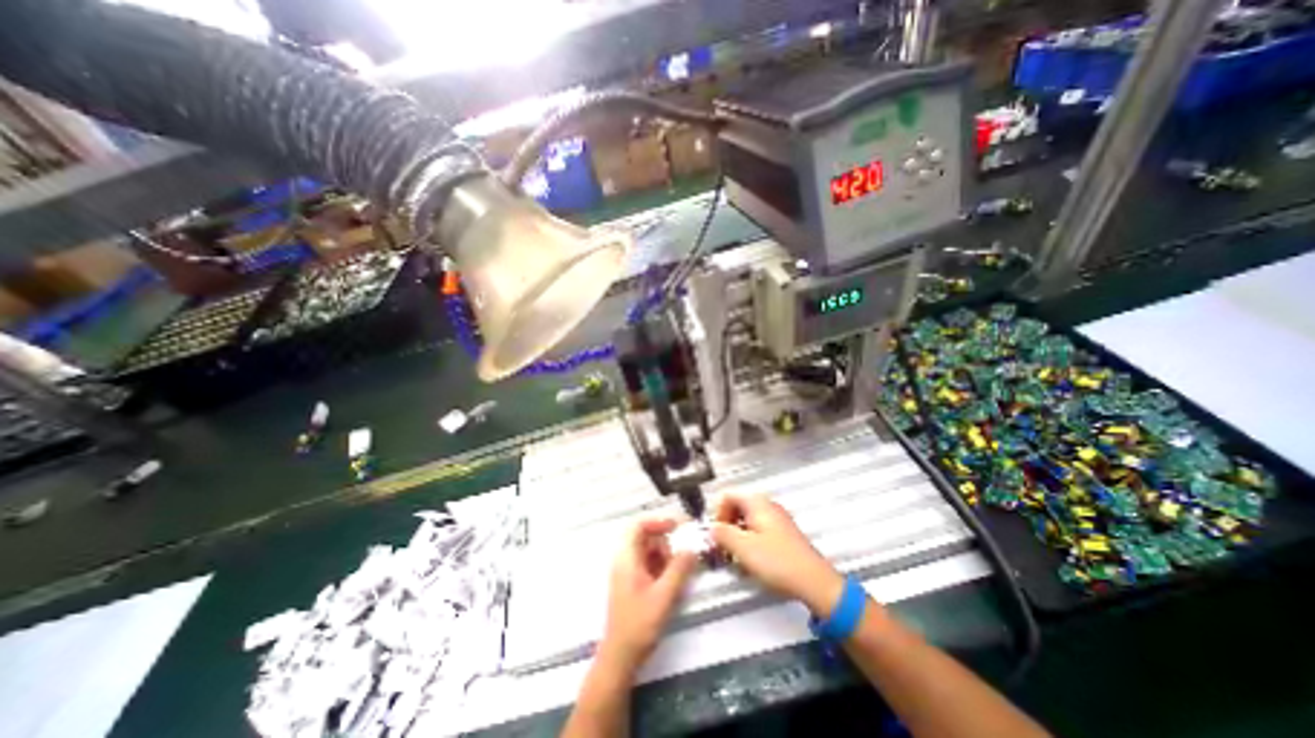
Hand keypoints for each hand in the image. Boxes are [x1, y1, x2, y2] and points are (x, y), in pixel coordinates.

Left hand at [597, 517, 697, 670]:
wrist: (620, 657)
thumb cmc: (639, 624)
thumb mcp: (664, 595)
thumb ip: (679, 569)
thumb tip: (692, 548)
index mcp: (626, 558)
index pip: (638, 526)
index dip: (658, 522)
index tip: (677, 527)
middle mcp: (624, 560)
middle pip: (644, 538)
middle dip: (665, 542)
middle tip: (682, 553)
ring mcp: (627, 573)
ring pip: (648, 552)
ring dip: (665, 555)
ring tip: (678, 570)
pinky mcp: (632, 585)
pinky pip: (647, 565)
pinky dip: (661, 567)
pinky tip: (671, 581)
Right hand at [708, 497, 840, 617]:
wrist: (814, 582)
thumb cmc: (778, 562)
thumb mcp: (743, 548)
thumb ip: (722, 534)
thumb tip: (711, 528)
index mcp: (757, 503)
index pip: (727, 496)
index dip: (717, 513)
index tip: (715, 533)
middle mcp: (767, 506)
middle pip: (736, 507)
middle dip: (726, 525)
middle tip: (722, 546)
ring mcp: (777, 519)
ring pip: (747, 520)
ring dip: (736, 536)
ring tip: (735, 557)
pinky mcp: (783, 535)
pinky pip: (758, 531)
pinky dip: (749, 542)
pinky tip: (751, 561)